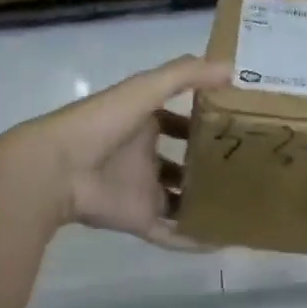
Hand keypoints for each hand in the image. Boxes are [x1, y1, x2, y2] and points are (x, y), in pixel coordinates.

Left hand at [0, 54, 230, 246]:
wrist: (57, 168)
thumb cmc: (103, 121)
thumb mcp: (146, 88)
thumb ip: (186, 75)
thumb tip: (231, 68)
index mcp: (144, 121)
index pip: (179, 119)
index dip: (204, 119)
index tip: (238, 122)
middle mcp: (144, 154)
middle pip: (181, 160)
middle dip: (208, 163)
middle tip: (249, 166)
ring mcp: (141, 189)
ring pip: (179, 197)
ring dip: (204, 201)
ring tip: (243, 204)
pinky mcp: (138, 219)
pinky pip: (171, 232)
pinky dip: (194, 238)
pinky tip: (223, 239)